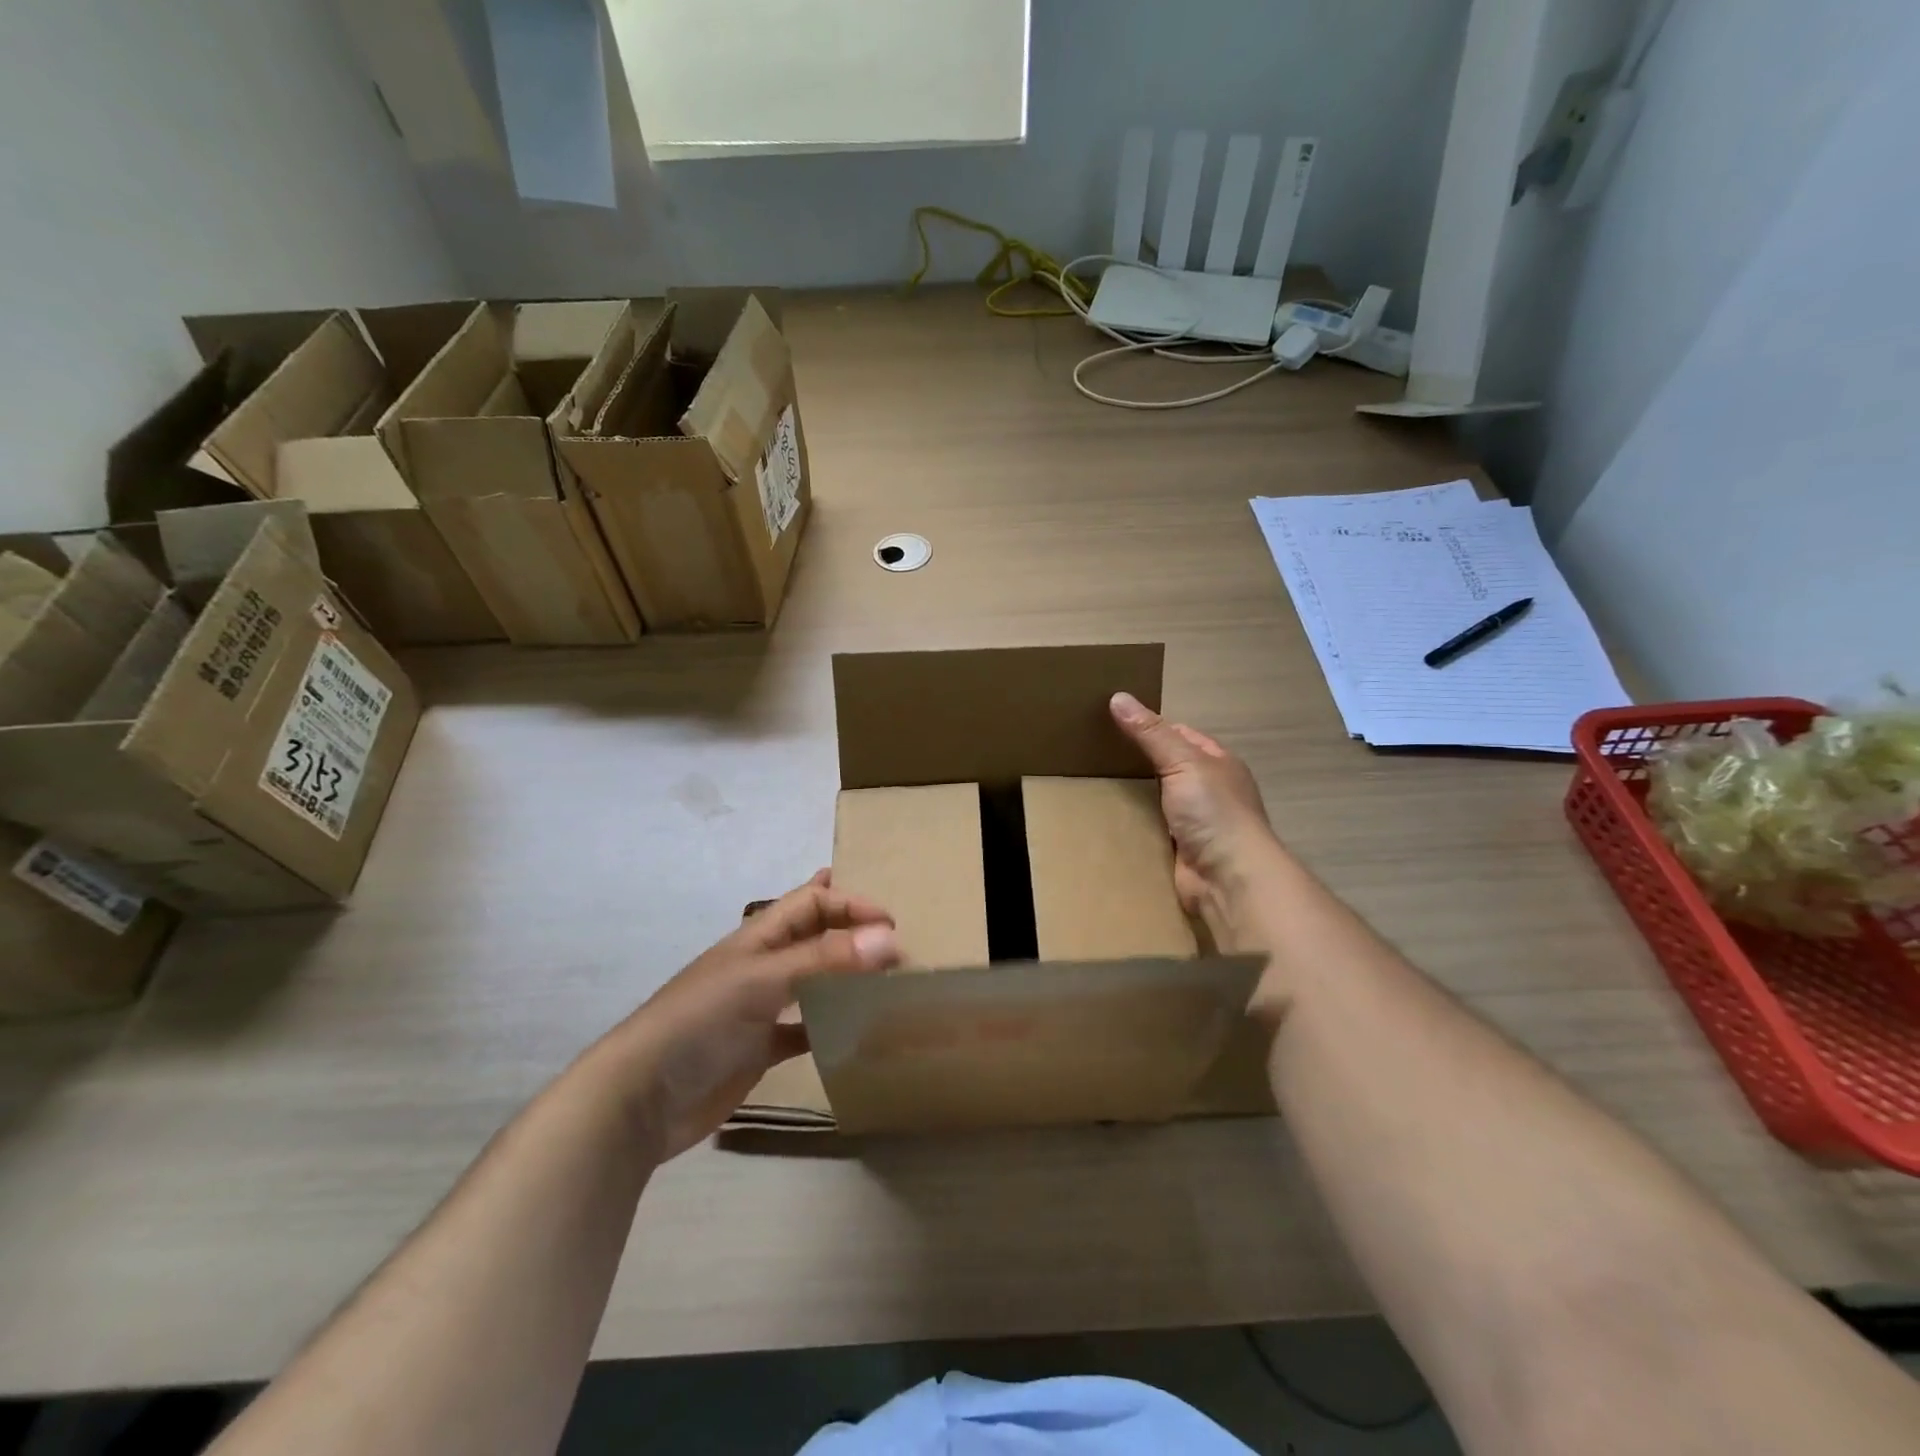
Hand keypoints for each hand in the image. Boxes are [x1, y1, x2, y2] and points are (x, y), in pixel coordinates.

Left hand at [596, 872, 899, 1159]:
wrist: (640, 1098)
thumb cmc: (699, 1022)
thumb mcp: (762, 980)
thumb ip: (823, 958)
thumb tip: (889, 938)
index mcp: (758, 938)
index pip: (811, 902)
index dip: (850, 904)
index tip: (892, 924)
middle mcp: (762, 966)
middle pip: (814, 937)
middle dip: (852, 933)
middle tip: (897, 947)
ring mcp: (760, 1009)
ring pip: (813, 982)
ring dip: (846, 978)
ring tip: (887, 984)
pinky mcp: (760, 1049)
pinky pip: (805, 1029)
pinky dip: (831, 1027)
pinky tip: (856, 1034)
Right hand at [1110, 692, 1282, 944]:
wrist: (1229, 878)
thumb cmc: (1213, 811)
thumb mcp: (1183, 761)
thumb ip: (1151, 734)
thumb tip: (1118, 697)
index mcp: (1218, 762)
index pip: (1180, 734)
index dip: (1150, 726)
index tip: (1112, 721)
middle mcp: (1209, 790)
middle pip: (1166, 767)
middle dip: (1136, 762)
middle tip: (1093, 753)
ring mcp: (1195, 822)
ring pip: (1156, 800)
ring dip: (1132, 796)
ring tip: (1091, 783)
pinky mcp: (1179, 851)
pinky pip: (1150, 830)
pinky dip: (1132, 825)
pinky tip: (1105, 819)